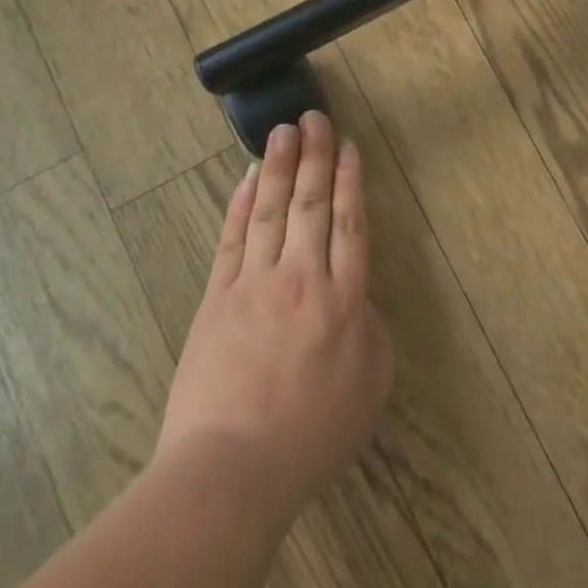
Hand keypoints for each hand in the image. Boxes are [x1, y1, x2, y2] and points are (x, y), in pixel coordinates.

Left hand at [157, 112, 393, 528]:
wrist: (231, 471)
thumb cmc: (311, 435)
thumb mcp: (370, 384)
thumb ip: (371, 329)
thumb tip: (359, 299)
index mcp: (345, 298)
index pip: (349, 222)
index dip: (349, 180)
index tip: (348, 146)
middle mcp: (302, 277)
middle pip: (311, 203)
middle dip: (315, 156)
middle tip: (314, 117)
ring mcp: (255, 284)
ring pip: (271, 210)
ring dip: (279, 166)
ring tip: (283, 130)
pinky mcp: (216, 299)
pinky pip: (232, 240)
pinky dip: (241, 205)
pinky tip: (247, 179)